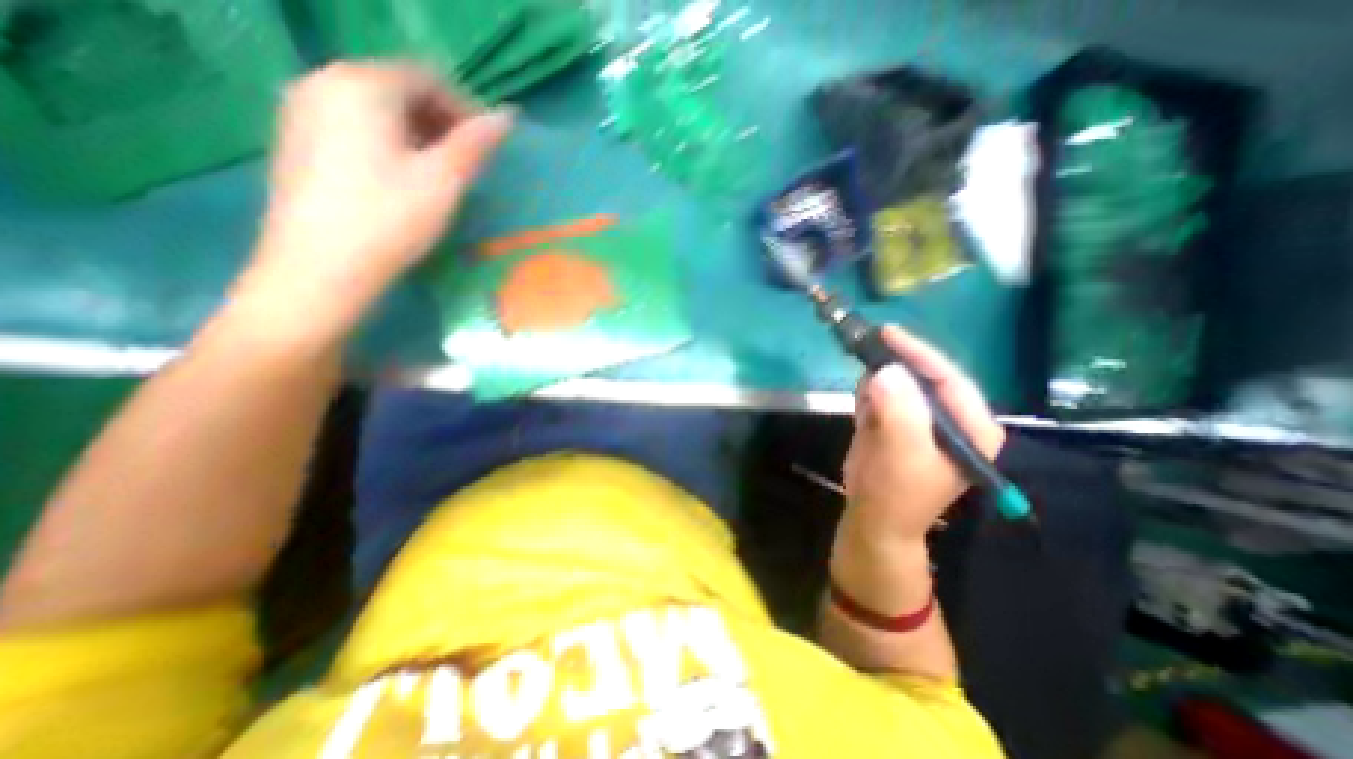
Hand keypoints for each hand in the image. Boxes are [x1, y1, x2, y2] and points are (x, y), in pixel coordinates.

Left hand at [240, 62, 515, 334]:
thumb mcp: (444, 181)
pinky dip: (387, 141)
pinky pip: (353, 124)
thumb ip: (476, 143)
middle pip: (398, 88)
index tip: (487, 146)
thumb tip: (508, 115)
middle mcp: (323, 81)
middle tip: (467, 162)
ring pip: (376, 107)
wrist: (321, 265)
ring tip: (439, 173)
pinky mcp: (297, 138)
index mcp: (361, 85)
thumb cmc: (391, 219)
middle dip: (440, 120)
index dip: (465, 108)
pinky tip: (401, 177)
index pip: (426, 77)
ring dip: (417, 132)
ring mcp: (302, 109)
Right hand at [837, 327, 1003, 552]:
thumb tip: (885, 371)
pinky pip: (880, 395)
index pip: (949, 378)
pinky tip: (863, 413)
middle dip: (893, 364)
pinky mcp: (896, 421)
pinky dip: (867, 395)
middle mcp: (950, 418)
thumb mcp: (902, 453)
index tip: (887, 333)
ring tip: (866, 398)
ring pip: (897, 383)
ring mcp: (920, 419)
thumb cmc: (897, 491)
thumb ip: (899, 412)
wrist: (873, 517)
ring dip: (877, 381)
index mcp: (971, 426)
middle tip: (865, 348)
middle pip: (922, 377)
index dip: (918, 353)